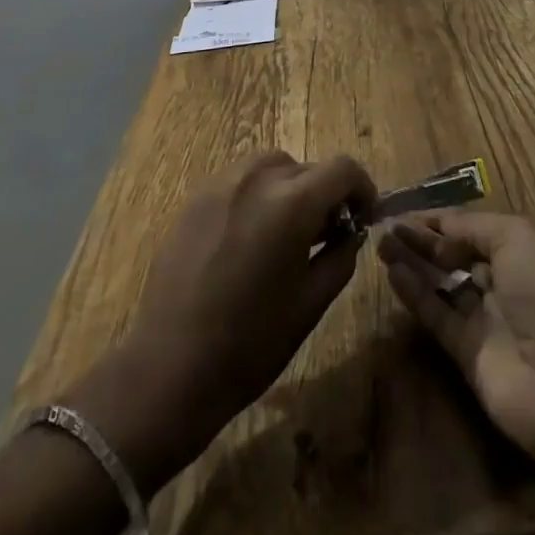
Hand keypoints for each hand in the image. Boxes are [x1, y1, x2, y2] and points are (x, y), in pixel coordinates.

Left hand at [63, 150, 375, 491]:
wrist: (170, 367)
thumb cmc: (250, 343)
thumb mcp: (311, 303)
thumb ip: (340, 255)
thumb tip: (349, 230)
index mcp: (291, 203)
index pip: (343, 168)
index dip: (362, 188)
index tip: (363, 217)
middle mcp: (257, 178)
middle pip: (308, 167)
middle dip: (325, 194)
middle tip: (326, 235)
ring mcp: (221, 183)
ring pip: (273, 166)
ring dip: (290, 189)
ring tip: (286, 233)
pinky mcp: (195, 197)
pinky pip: (240, 180)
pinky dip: (257, 195)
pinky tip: (248, 239)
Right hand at [378, 211, 534, 467]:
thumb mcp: (516, 236)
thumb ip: (472, 226)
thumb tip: (439, 225)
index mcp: (524, 252)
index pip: (475, 230)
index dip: (443, 219)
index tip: (408, 210)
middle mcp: (505, 283)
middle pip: (456, 255)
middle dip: (423, 239)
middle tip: (386, 225)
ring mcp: (486, 320)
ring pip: (442, 284)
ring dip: (413, 262)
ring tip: (380, 243)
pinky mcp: (467, 355)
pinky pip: (437, 316)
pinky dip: (414, 294)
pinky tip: (391, 272)